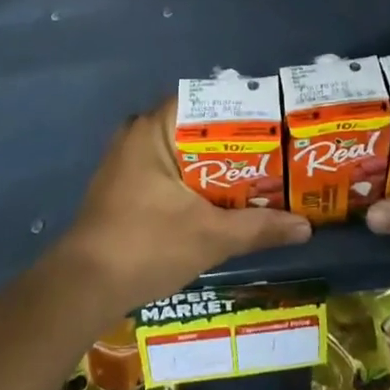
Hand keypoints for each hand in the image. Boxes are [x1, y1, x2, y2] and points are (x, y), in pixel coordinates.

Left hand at [59, 99, 311, 314]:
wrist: (83, 288)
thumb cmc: (146, 245)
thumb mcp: (210, 236)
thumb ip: (258, 227)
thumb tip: (306, 227)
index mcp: (153, 128)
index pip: (206, 102)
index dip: (243, 112)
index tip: (276, 126)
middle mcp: (138, 133)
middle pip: (197, 129)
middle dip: (236, 145)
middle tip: (277, 155)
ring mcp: (128, 160)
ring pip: (184, 153)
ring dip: (216, 167)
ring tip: (260, 177)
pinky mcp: (125, 185)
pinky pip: (169, 170)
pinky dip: (196, 182)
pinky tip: (223, 201)